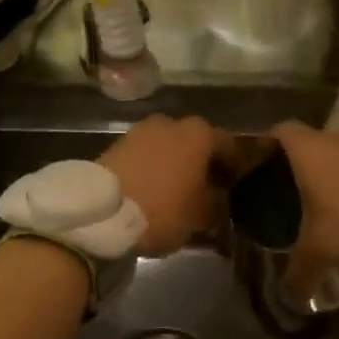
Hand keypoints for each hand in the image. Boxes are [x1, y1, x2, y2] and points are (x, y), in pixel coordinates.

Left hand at [99, 115, 223, 255]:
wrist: (103, 213)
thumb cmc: (163, 209)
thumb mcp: (201, 215)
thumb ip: (216, 202)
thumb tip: (217, 197)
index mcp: (200, 134)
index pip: (229, 145)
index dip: (235, 166)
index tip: (236, 186)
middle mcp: (172, 123)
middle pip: (195, 143)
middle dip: (201, 163)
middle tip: (206, 189)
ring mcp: (141, 131)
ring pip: (168, 147)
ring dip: (175, 165)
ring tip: (176, 192)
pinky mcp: (116, 145)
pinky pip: (145, 155)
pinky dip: (152, 168)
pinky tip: (152, 190)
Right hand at [271, 122, 338, 278]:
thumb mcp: (318, 252)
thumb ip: (297, 272)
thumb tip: (285, 297)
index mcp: (309, 150)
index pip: (279, 131)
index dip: (267, 145)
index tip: (258, 166)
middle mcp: (337, 140)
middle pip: (311, 145)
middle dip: (300, 167)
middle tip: (288, 195)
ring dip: (333, 176)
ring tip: (325, 206)